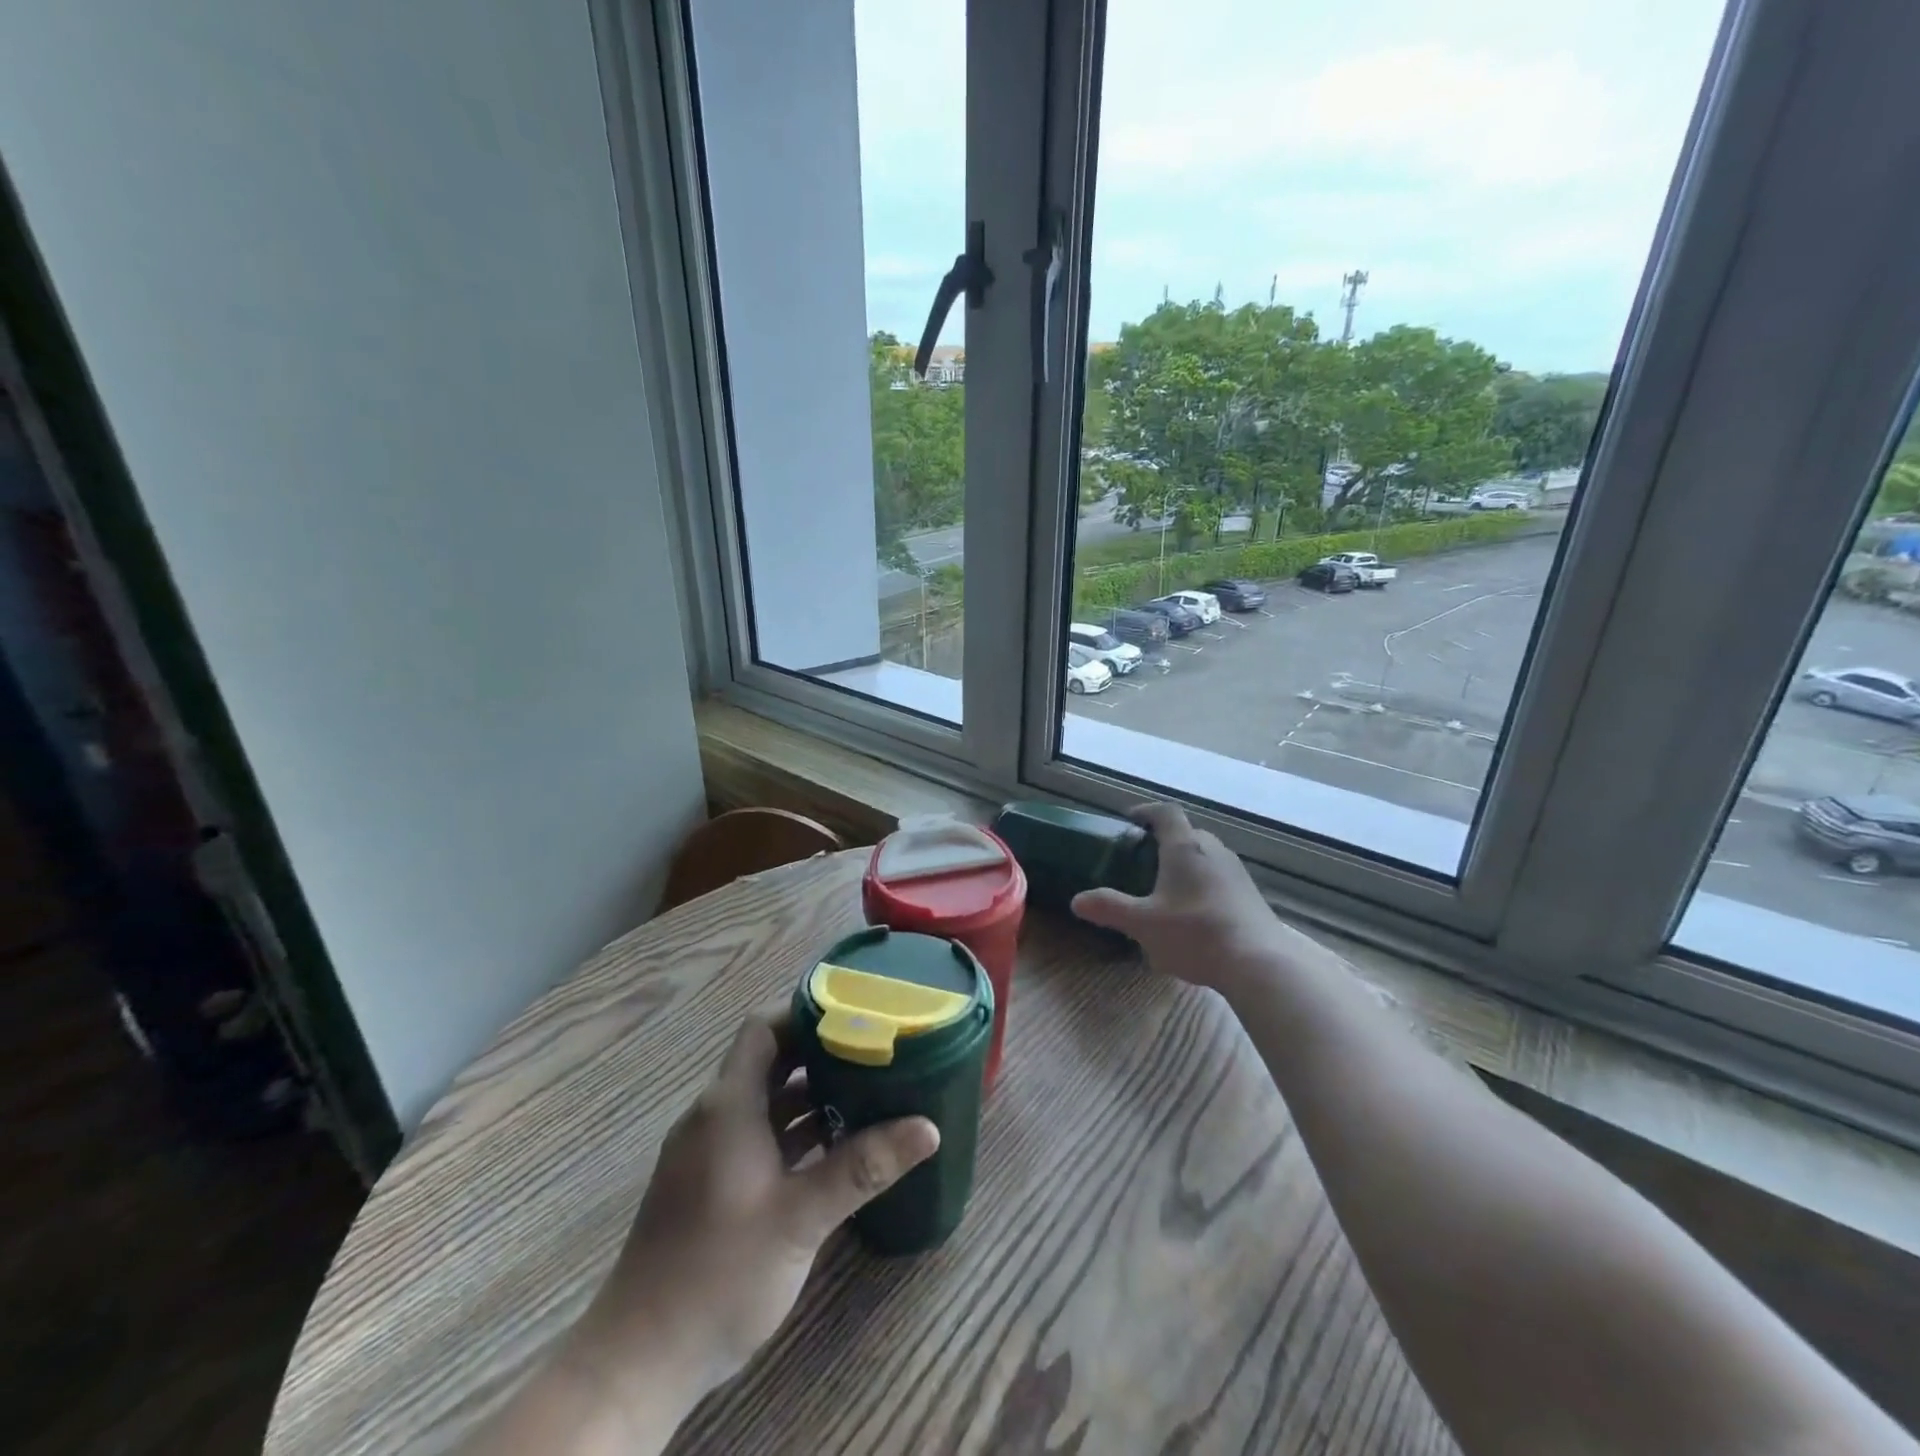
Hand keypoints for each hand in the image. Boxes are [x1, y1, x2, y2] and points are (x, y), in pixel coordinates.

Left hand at [571, 1011, 938, 1407]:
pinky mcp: (710, 1183)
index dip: (805, 1014)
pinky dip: (793, 1130)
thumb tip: (928, 1128)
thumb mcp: (800, 1217)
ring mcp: (709, 1151)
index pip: (763, 1029)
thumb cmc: (720, 1273)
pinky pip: (757, 1134)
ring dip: (809, 1094)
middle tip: (874, 1051)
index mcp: (728, 1105)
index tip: (855, 1014)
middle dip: (819, 1053)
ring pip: (765, 1101)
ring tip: (866, 1091)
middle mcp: (715, 1116)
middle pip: (769, 1061)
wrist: (640, 1361)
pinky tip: (834, 1146)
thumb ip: (862, 1167)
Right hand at [1071, 802, 1302, 992]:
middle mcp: (1213, 850)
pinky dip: (1202, 884)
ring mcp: (1236, 872)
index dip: (1146, 811)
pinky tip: (1193, 914)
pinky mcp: (1250, 895)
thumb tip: (1077, 901)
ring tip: (1165, 888)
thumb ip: (1109, 909)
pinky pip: (1220, 877)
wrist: (1260, 963)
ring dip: (1185, 864)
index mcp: (1185, 847)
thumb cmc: (1195, 933)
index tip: (1129, 820)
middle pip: (1187, 833)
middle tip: (1142, 860)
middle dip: (1164, 842)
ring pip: (1205, 856)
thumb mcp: (1143, 924)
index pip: (1166, 813)